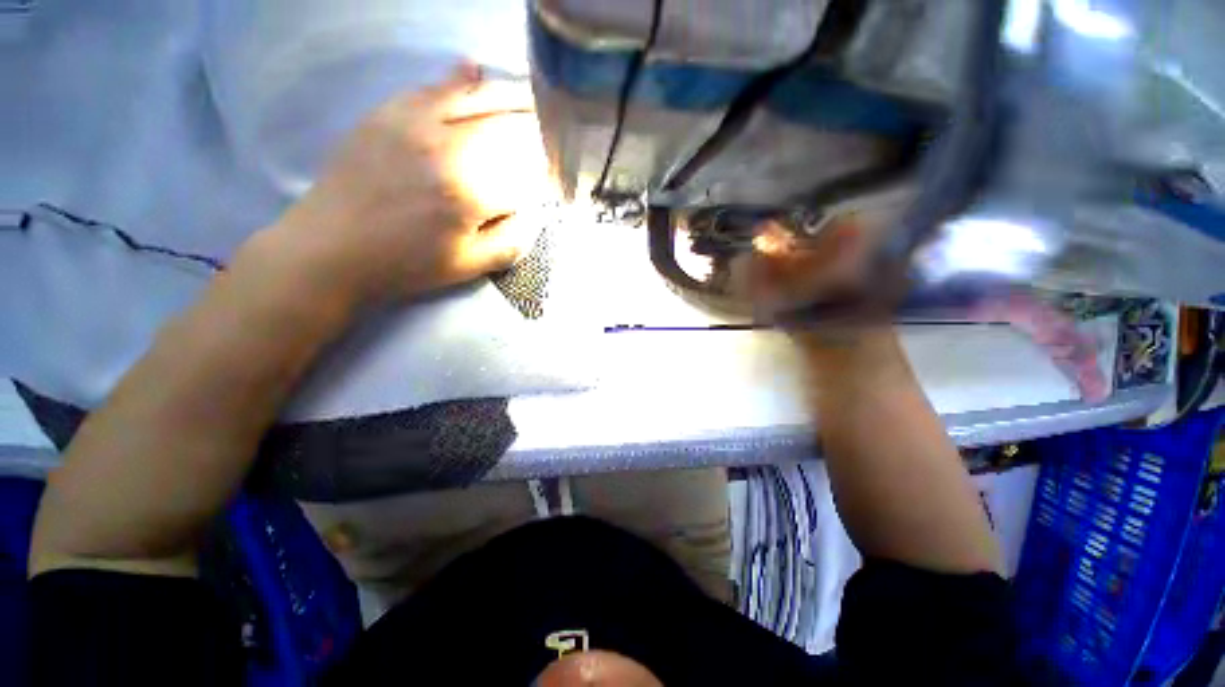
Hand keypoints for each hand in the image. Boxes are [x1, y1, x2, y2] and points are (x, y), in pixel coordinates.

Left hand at [273, 64, 553, 304]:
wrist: (331, 249)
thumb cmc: (406, 264)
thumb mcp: (469, 267)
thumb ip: (512, 242)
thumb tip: (536, 214)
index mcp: (471, 193)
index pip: (526, 172)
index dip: (547, 173)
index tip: (557, 177)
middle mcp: (448, 148)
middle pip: (508, 127)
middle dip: (538, 129)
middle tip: (554, 132)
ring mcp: (415, 123)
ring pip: (476, 97)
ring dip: (510, 95)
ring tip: (532, 97)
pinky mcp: (388, 113)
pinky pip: (431, 85)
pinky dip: (459, 77)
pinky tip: (475, 69)